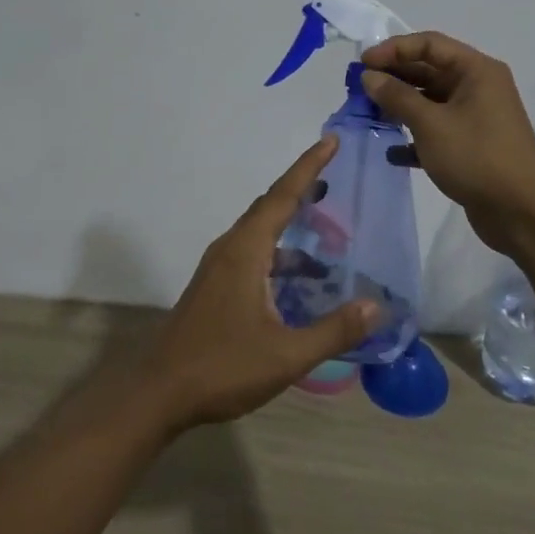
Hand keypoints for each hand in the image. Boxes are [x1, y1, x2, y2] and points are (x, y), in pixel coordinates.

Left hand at [142, 136, 377, 432]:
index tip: (331, 141)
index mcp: (246, 250)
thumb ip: (333, 330)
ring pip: (261, 232)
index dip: (309, 167)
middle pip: (270, 206)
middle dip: (302, 189)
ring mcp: (219, 267)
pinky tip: (299, 279)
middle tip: (335, 178)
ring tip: (327, 234)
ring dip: (292, 226)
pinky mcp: (215, 285)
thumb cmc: (222, 366)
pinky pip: (253, 252)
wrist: (160, 392)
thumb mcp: (286, 353)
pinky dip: (279, 252)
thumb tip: (374, 307)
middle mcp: (231, 248)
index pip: (282, 196)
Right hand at [359, 31, 534, 256]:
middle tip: (359, 89)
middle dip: (394, 78)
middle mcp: (478, 87)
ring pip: (430, 102)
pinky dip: (415, 138)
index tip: (363, 64)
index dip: (394, 49)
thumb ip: (397, 96)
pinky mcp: (471, 145)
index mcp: (476, 70)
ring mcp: (476, 117)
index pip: (429, 44)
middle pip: (429, 70)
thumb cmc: (477, 158)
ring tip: (369, 116)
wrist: (524, 214)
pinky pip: (437, 131)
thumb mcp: (431, 124)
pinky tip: (392, 152)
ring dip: (401, 107)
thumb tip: (369, 76)